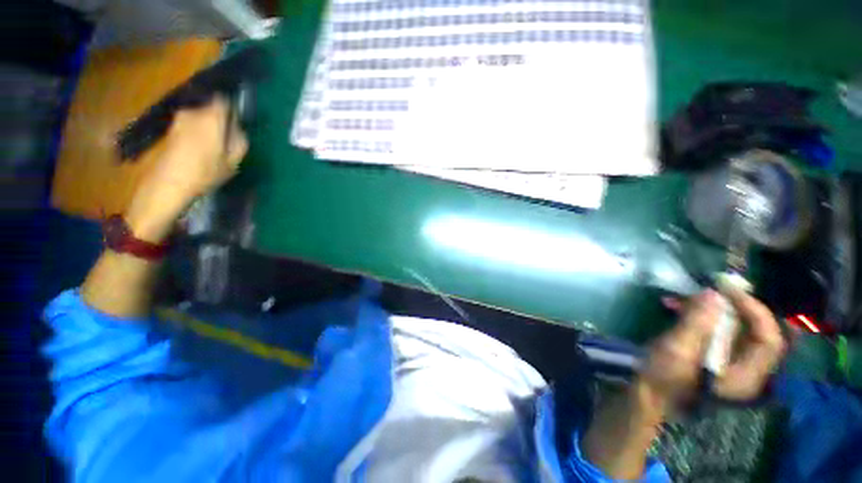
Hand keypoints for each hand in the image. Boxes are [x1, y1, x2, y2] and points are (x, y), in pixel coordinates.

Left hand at [125, 97, 248, 241]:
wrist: (168, 183)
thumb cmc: (205, 172)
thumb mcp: (233, 161)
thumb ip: (239, 141)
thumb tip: (238, 129)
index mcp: (211, 118)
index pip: (223, 100)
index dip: (232, 107)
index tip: (238, 119)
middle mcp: (193, 113)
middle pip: (212, 109)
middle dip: (221, 120)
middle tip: (229, 138)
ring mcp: (179, 120)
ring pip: (201, 117)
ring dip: (209, 127)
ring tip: (215, 146)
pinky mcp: (171, 129)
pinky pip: (191, 125)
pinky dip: (198, 132)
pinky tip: (201, 150)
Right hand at [638, 288, 785, 413]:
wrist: (647, 395)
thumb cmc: (662, 378)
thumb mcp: (677, 350)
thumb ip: (696, 323)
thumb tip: (713, 293)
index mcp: (746, 376)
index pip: (769, 339)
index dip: (755, 311)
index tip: (727, 290)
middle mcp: (746, 369)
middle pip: (754, 330)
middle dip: (732, 306)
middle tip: (708, 288)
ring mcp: (730, 362)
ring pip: (734, 328)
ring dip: (711, 308)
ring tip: (682, 297)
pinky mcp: (713, 355)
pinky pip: (716, 330)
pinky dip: (699, 315)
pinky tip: (674, 305)